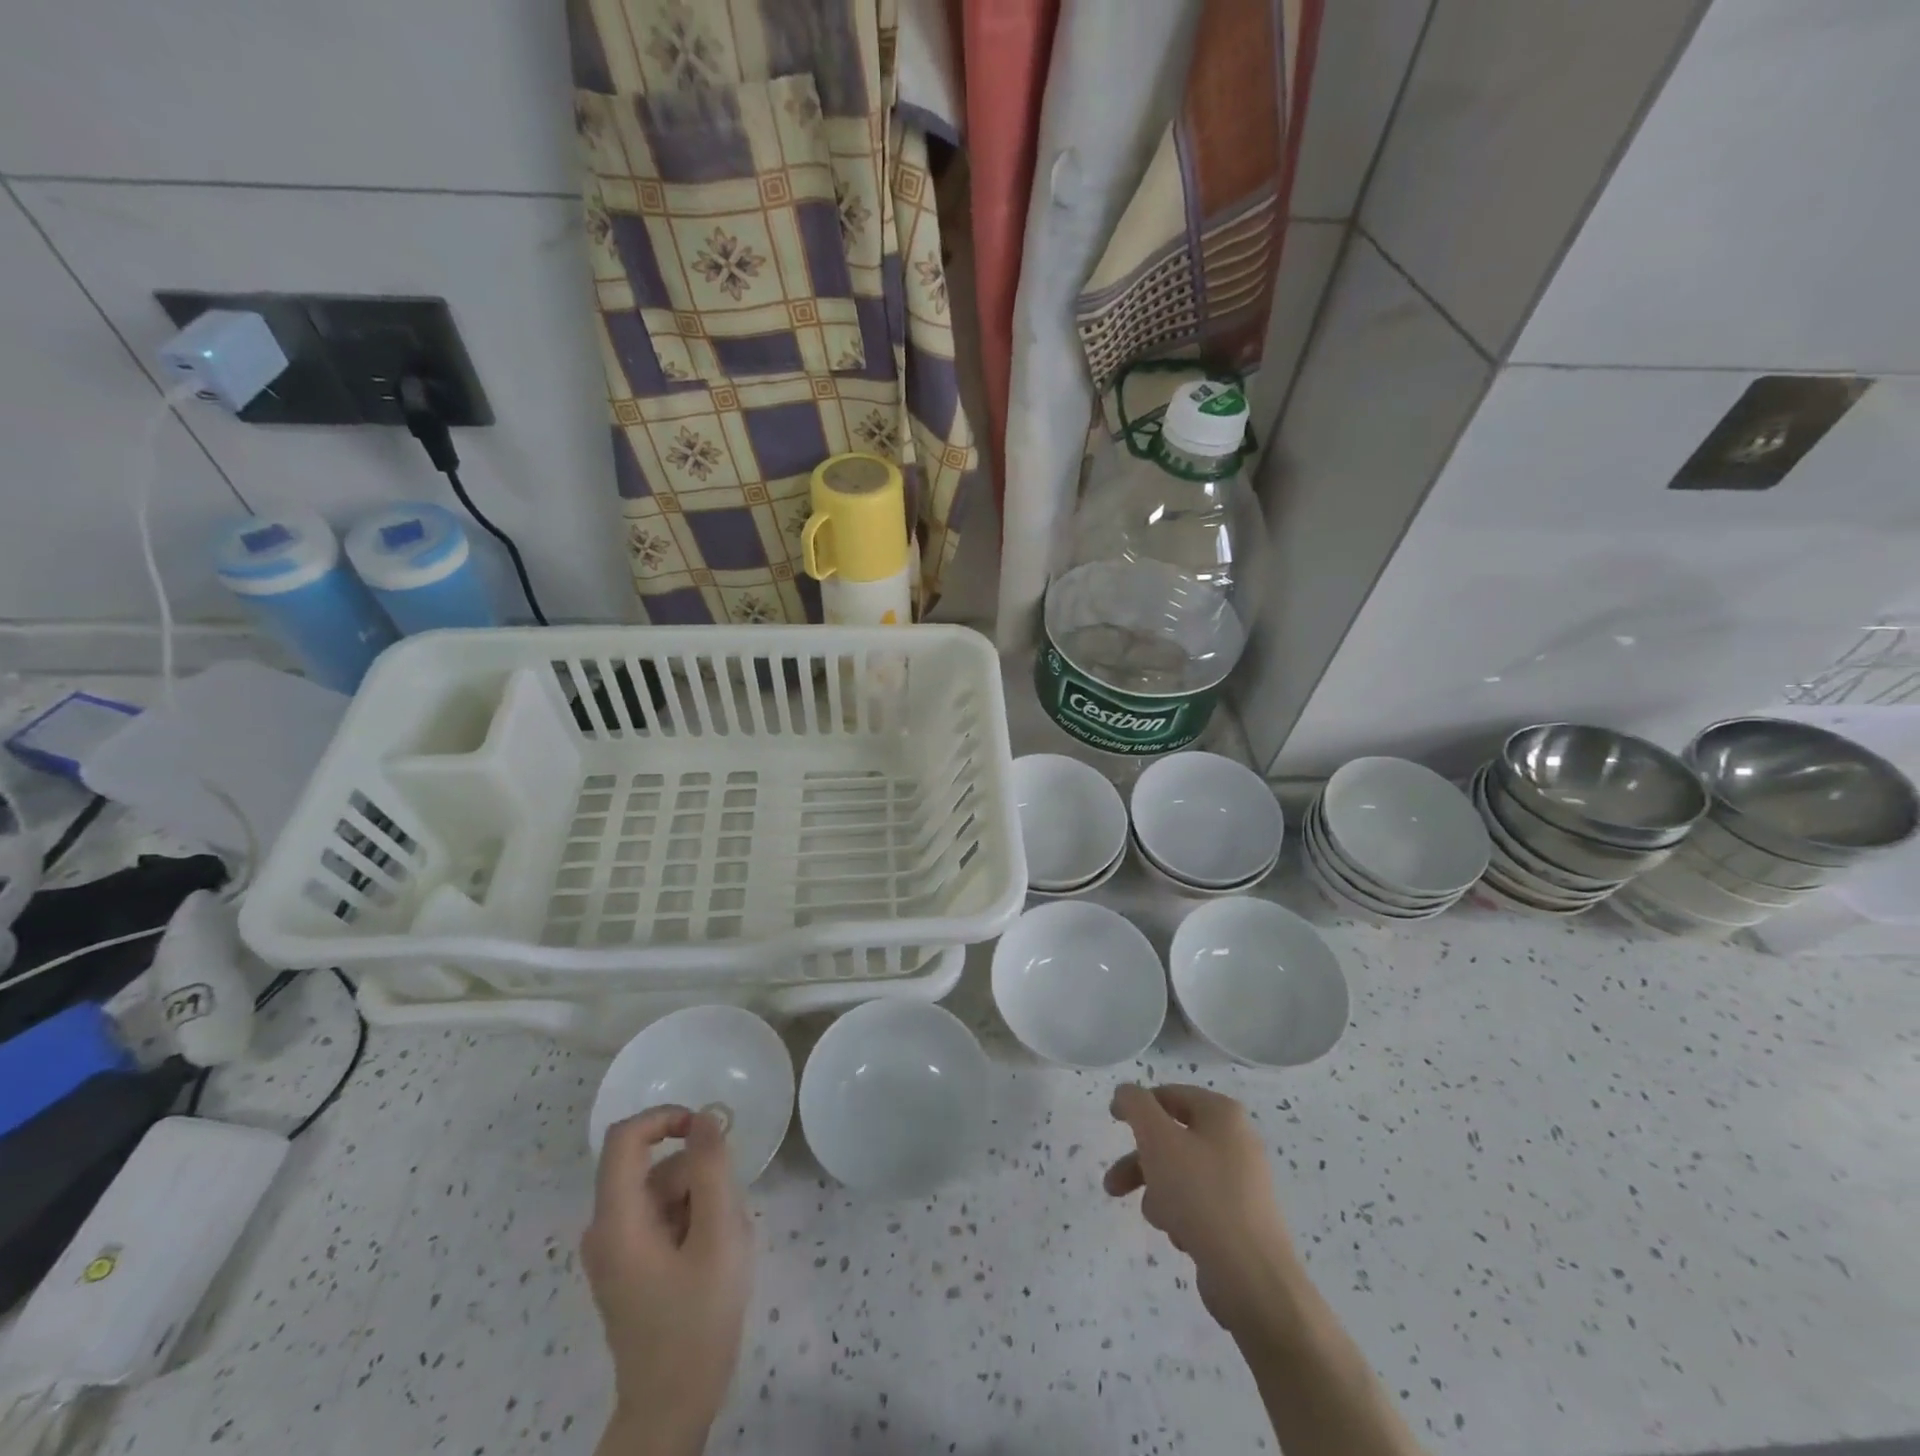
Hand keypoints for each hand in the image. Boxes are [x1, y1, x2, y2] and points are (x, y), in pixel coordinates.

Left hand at [583, 1106, 752, 1453]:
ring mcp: (614, 1250)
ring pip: (662, 1191)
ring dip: (699, 1200)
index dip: (664, 1116)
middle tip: (729, 1212)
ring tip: (724, 1241)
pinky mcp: (627, 1266)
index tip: (708, 1128)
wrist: (672, 1406)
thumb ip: (711, 1169)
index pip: (625, 1138)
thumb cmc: (697, 1319)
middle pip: (653, 1168)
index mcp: (617, 1220)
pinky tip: (710, 1255)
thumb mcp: (718, 1234)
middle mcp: (605, 1229)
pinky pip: (661, 1216)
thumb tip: (704, 1117)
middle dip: (697, 1175)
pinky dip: (690, 1220)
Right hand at [1105, 1083, 1297, 1335]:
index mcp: (1222, 1114)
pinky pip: (1199, 1204)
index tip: (1113, 1122)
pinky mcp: (1241, 1219)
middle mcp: (1236, 1141)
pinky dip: (1182, 1215)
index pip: (1170, 1094)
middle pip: (1172, 1138)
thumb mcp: (1158, 1139)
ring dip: (1158, 1192)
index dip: (1137, 1105)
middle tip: (1113, 1185)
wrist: (1252, 1280)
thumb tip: (1126, 1092)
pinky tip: (1181, 1237)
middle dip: (1139, 1161)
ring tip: (1157, 1219)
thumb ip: (1136, 1106)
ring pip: (1181, 1173)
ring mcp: (1242, 1182)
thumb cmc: (1201, 1196)